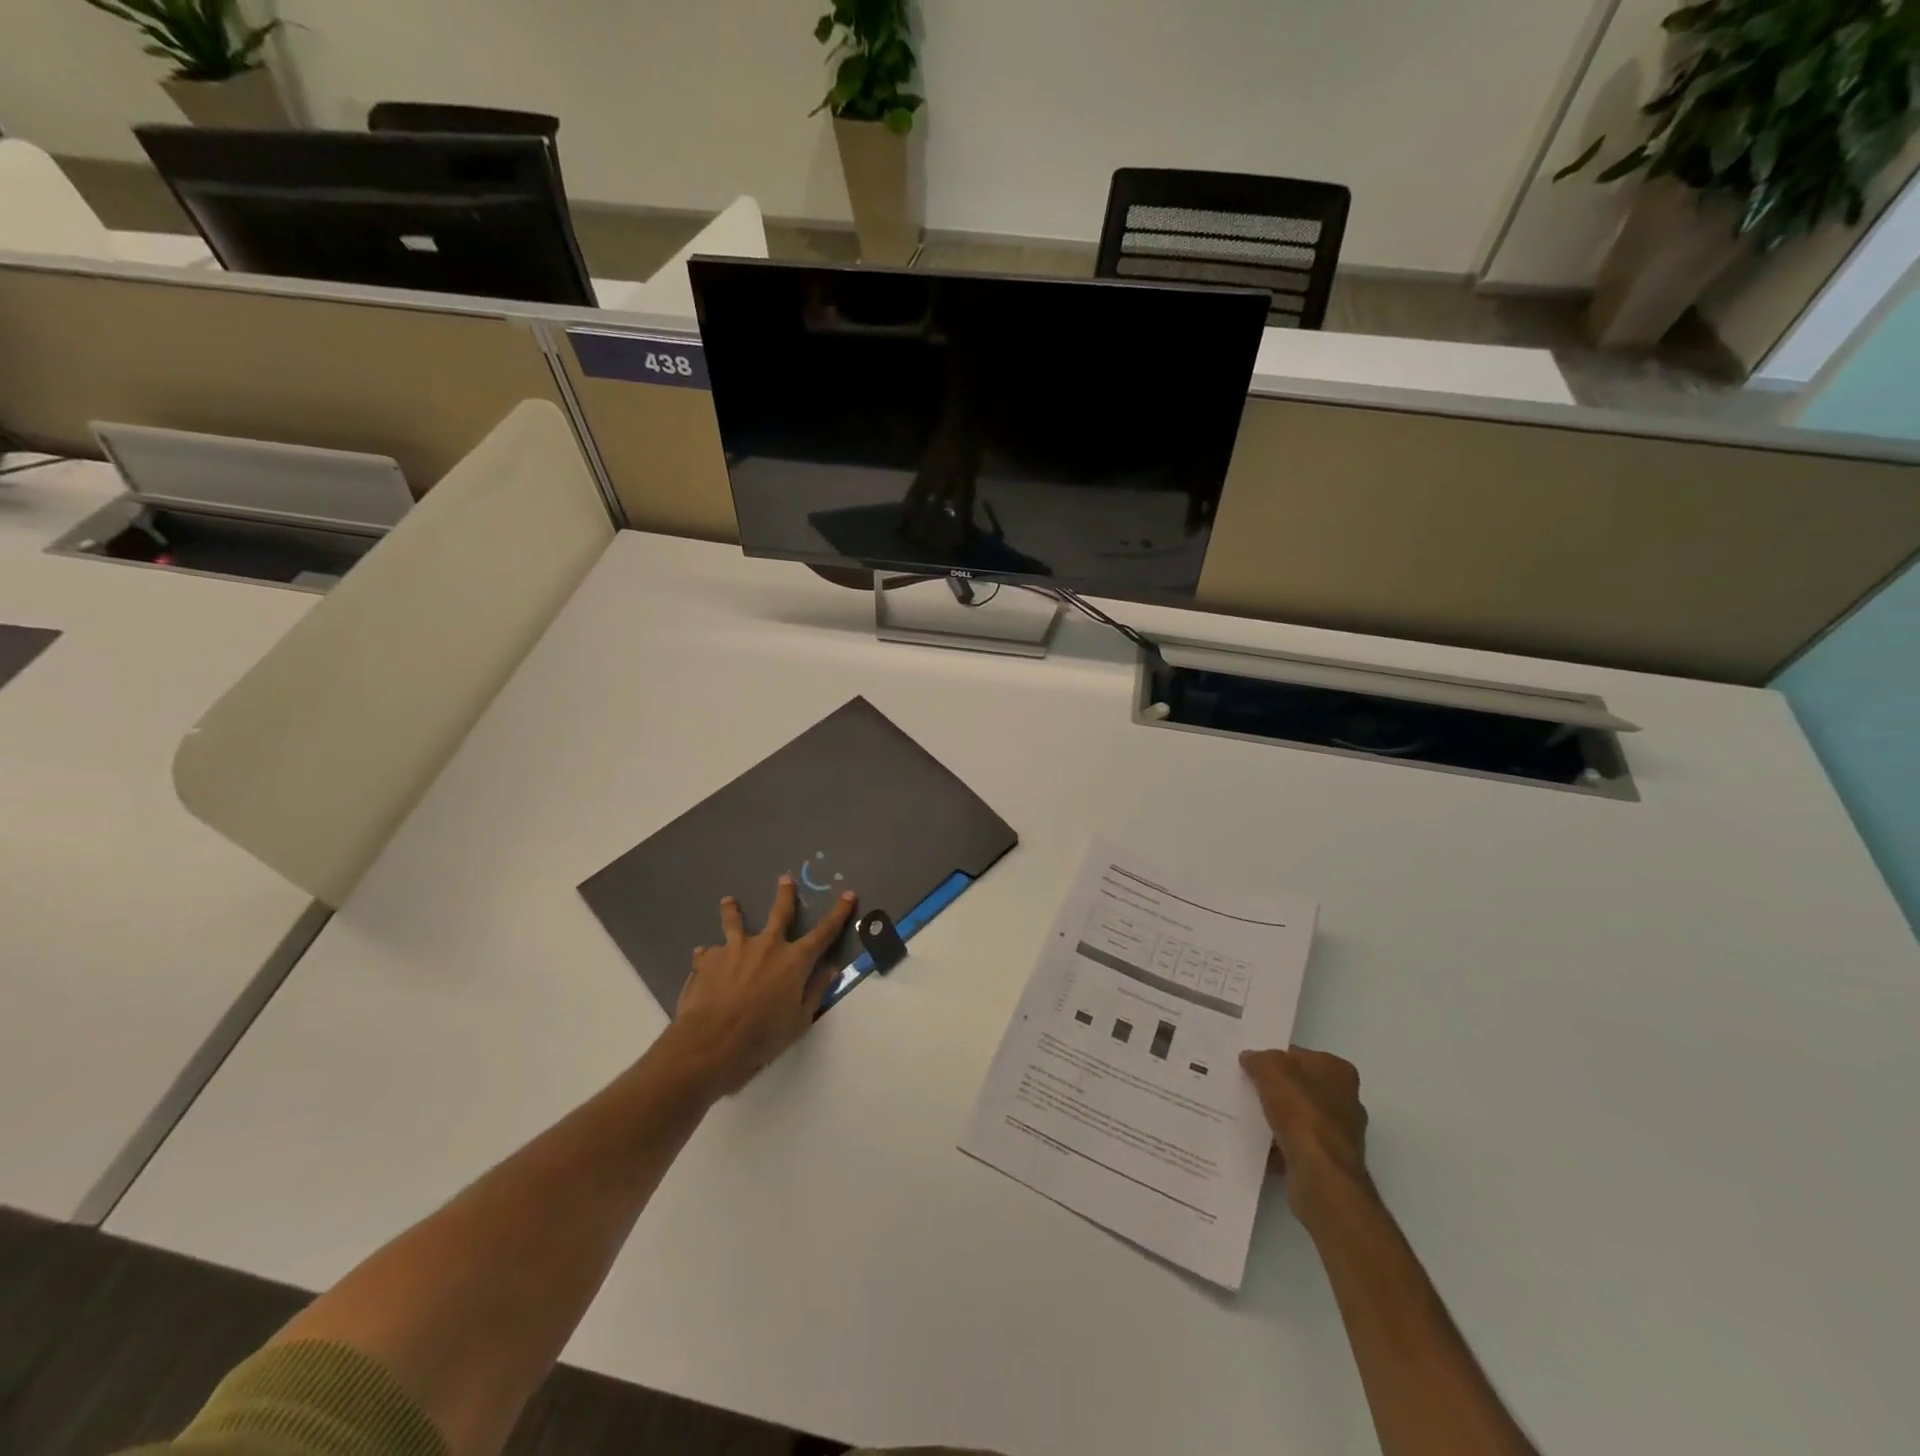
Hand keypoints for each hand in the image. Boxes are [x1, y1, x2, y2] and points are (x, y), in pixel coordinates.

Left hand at [667, 877, 857, 1096]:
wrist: (711, 1041)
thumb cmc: (762, 1036)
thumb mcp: (799, 1020)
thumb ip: (816, 991)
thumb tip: (831, 968)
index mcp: (794, 960)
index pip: (824, 932)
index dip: (838, 913)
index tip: (848, 894)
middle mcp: (767, 946)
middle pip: (779, 913)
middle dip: (785, 894)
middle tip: (785, 879)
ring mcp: (734, 949)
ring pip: (735, 922)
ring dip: (733, 910)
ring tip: (729, 900)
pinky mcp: (707, 960)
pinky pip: (708, 953)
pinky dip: (709, 955)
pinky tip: (703, 957)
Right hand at [1240, 1046, 1370, 1216]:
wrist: (1320, 1173)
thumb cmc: (1300, 1111)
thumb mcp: (1270, 1069)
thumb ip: (1259, 1059)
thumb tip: (1250, 1058)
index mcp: (1338, 1071)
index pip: (1301, 1056)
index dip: (1276, 1058)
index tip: (1253, 1066)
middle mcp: (1347, 1100)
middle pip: (1302, 1087)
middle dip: (1278, 1089)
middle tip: (1248, 1088)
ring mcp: (1341, 1133)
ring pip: (1301, 1117)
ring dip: (1279, 1118)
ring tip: (1249, 1116)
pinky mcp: (1331, 1161)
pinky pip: (1299, 1144)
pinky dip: (1282, 1144)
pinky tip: (1260, 1144)